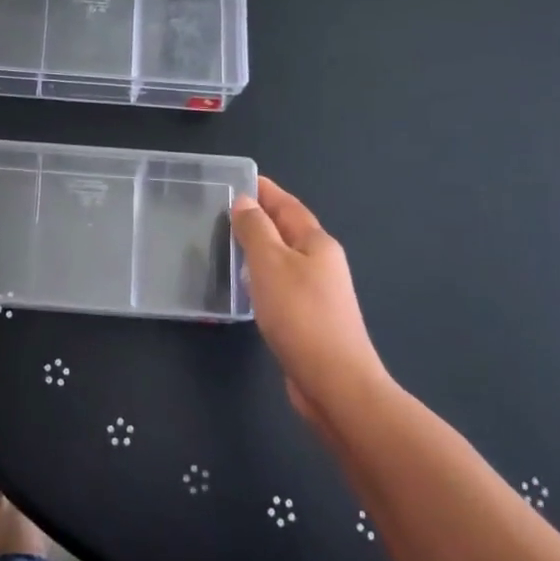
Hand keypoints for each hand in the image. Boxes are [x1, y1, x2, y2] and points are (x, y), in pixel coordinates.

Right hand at [232, 176, 393, 426]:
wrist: (334, 381)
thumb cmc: (300, 315)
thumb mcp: (270, 264)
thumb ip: (255, 230)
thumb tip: (244, 202)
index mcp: (317, 243)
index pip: (288, 206)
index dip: (265, 191)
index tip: (240, 178)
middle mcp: (322, 263)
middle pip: (288, 230)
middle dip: (260, 217)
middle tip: (224, 209)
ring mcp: (318, 293)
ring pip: (283, 258)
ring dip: (259, 247)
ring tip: (228, 242)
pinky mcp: (308, 319)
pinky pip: (280, 284)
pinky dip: (261, 276)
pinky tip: (245, 286)